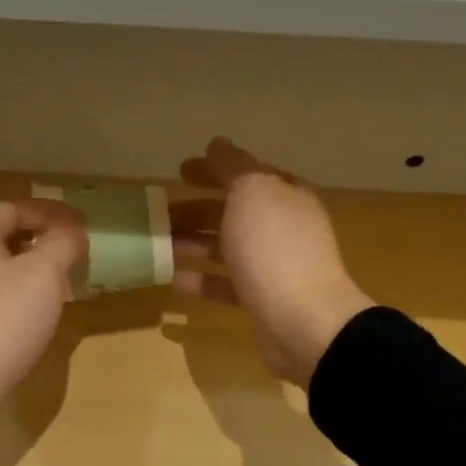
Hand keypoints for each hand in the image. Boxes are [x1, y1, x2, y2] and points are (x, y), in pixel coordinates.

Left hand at [0, 198, 88, 448]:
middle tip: (70, 253)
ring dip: (25, 270)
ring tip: (56, 285)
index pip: (12, 208)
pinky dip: (10, 295)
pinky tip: (29, 316)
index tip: (81, 224)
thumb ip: (63, 244)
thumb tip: (72, 232)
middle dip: (38, 240)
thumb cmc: (0, 322)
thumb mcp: (43, 275)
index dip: (50, 213)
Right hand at [172, 138, 374, 385]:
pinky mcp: (261, 300)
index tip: (179, 171)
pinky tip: (175, 280)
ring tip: (160, 243)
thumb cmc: (274, 248)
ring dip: (194, 242)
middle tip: (160, 212)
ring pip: (226, 247)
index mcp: (284, 196)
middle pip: (233, 211)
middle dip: (197, 209)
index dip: (213, 169)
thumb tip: (217, 143)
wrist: (304, 322)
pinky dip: (201, 280)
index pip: (245, 173)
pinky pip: (226, 284)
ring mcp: (273, 266)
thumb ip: (232, 166)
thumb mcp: (252, 192)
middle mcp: (282, 227)